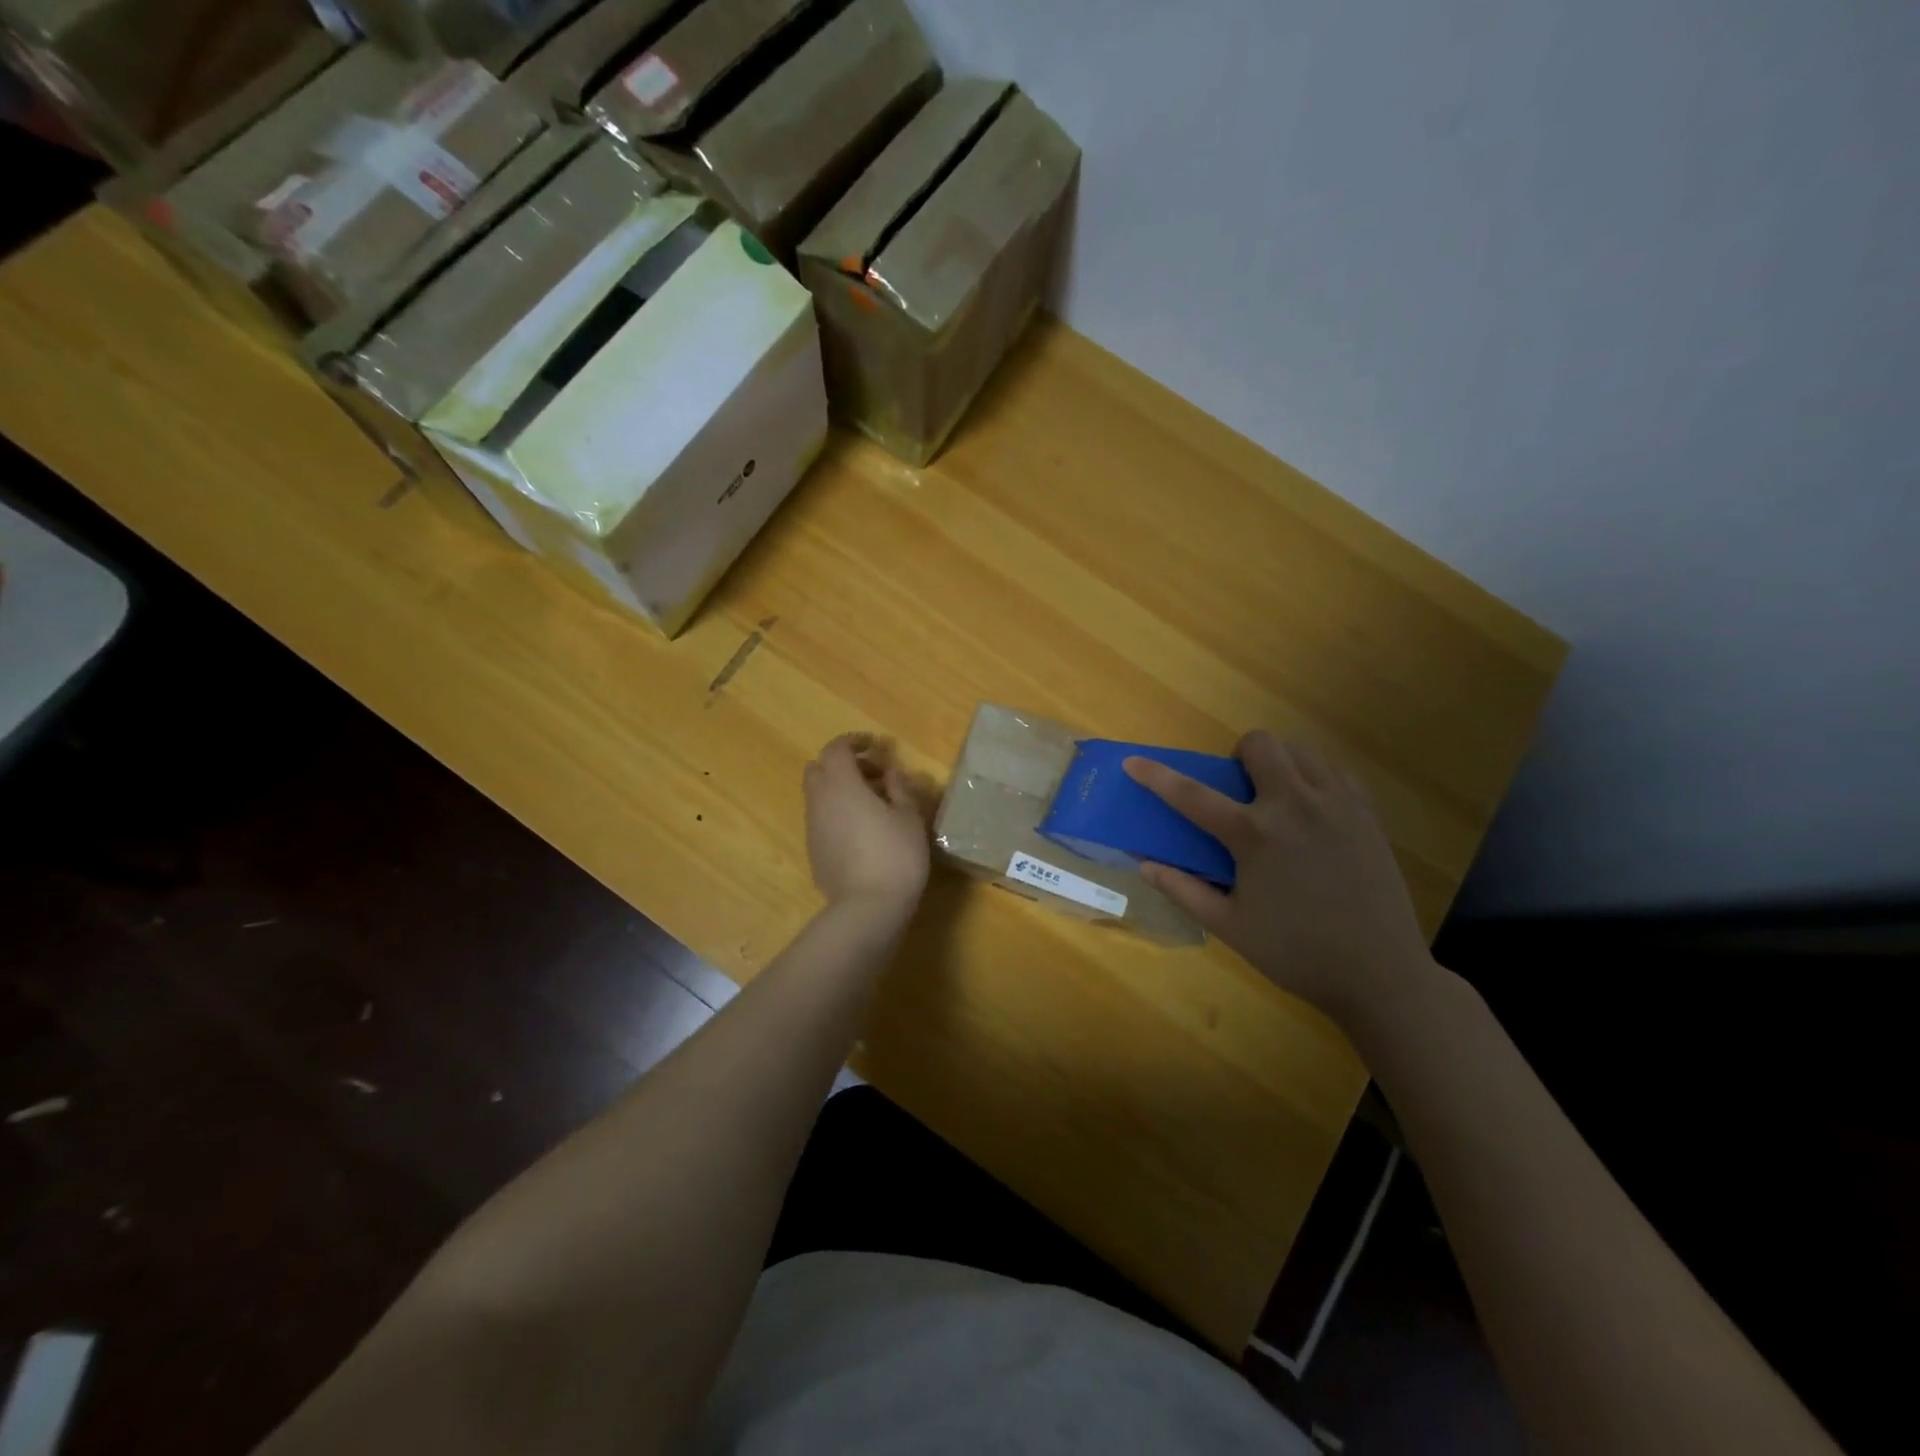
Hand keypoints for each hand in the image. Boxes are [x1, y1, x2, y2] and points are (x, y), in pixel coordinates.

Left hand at [803, 733, 931, 917]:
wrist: (867, 908)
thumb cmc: (895, 855)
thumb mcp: (909, 818)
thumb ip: (899, 789)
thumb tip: (890, 773)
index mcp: (842, 785)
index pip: (836, 749)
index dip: (853, 742)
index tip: (874, 745)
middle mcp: (820, 801)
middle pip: (818, 769)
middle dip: (842, 765)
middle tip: (874, 776)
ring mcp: (812, 828)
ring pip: (817, 796)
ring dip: (839, 790)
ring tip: (872, 805)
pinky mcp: (813, 851)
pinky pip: (820, 819)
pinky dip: (836, 813)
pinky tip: (861, 831)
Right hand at [1124, 733, 1434, 1024]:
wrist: (1380, 974)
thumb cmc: (1296, 953)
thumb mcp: (1230, 928)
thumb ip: (1184, 891)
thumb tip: (1146, 865)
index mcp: (1255, 835)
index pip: (1193, 795)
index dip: (1157, 776)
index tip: (1133, 763)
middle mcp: (1295, 806)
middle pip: (1260, 744)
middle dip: (1238, 755)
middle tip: (1239, 789)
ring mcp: (1337, 805)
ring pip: (1302, 749)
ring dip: (1279, 761)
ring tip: (1276, 796)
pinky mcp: (1367, 814)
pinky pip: (1335, 771)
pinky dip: (1314, 776)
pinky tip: (1311, 810)